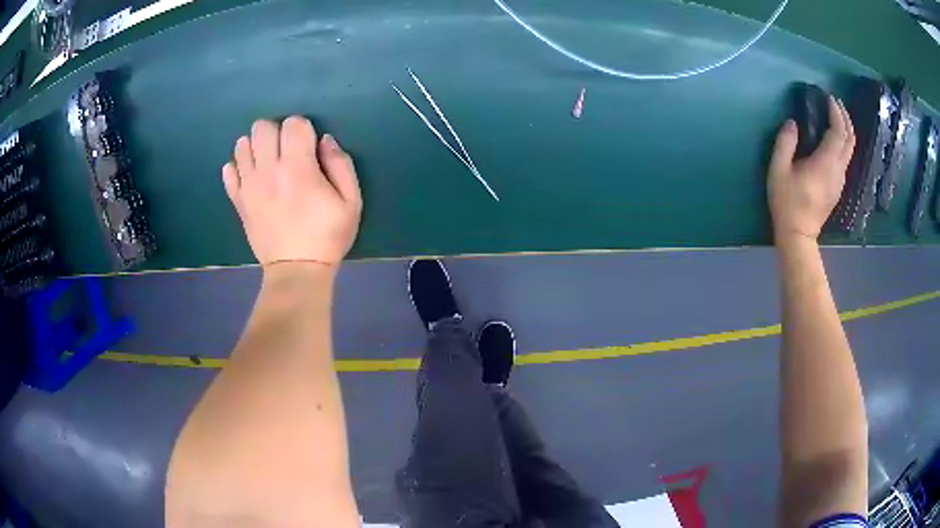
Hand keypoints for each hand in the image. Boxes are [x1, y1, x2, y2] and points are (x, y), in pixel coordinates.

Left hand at [223, 117, 361, 266]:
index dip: (303, 128)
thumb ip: (341, 164)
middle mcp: (268, 170)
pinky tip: (251, 175)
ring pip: (242, 145)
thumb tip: (325, 140)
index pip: (293, 123)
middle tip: (286, 151)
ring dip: (256, 146)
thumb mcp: (351, 201)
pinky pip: (228, 171)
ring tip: (268, 162)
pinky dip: (238, 167)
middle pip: (262, 127)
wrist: (296, 271)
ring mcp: (249, 185)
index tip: (309, 146)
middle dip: (276, 132)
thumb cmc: (327, 236)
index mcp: (298, 167)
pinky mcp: (238, 201)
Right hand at [768, 96, 855, 243]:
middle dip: (845, 118)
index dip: (836, 113)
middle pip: (850, 140)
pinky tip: (834, 138)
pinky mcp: (838, 187)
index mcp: (826, 163)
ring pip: (850, 150)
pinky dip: (843, 142)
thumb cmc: (787, 202)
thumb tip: (792, 123)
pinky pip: (845, 159)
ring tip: (836, 116)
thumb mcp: (778, 170)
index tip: (829, 97)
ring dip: (846, 130)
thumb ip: (785, 143)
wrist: (798, 235)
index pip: (838, 132)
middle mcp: (838, 170)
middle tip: (836, 103)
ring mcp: (840, 180)